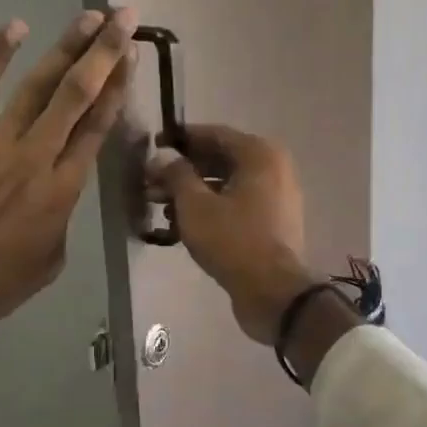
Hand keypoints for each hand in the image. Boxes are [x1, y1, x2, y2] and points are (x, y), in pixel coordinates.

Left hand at [0, 8, 136, 357]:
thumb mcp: (51, 259)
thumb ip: (61, 217)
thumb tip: (55, 191)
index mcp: (65, 189)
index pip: (98, 126)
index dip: (119, 88)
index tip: (133, 58)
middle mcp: (38, 156)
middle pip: (78, 95)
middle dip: (105, 53)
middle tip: (124, 18)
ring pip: (39, 85)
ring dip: (67, 47)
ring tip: (89, 17)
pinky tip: (17, 27)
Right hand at [150, 124, 321, 343]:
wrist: (274, 292)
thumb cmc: (233, 240)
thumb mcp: (195, 205)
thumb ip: (176, 175)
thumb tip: (164, 159)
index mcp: (260, 155)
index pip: (215, 134)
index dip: (181, 139)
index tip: (154, 145)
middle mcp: (274, 170)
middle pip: (221, 161)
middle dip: (183, 171)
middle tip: (150, 183)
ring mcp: (276, 199)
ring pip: (227, 186)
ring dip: (193, 193)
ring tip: (159, 207)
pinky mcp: (272, 225)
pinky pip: (236, 207)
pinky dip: (211, 211)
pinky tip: (180, 226)